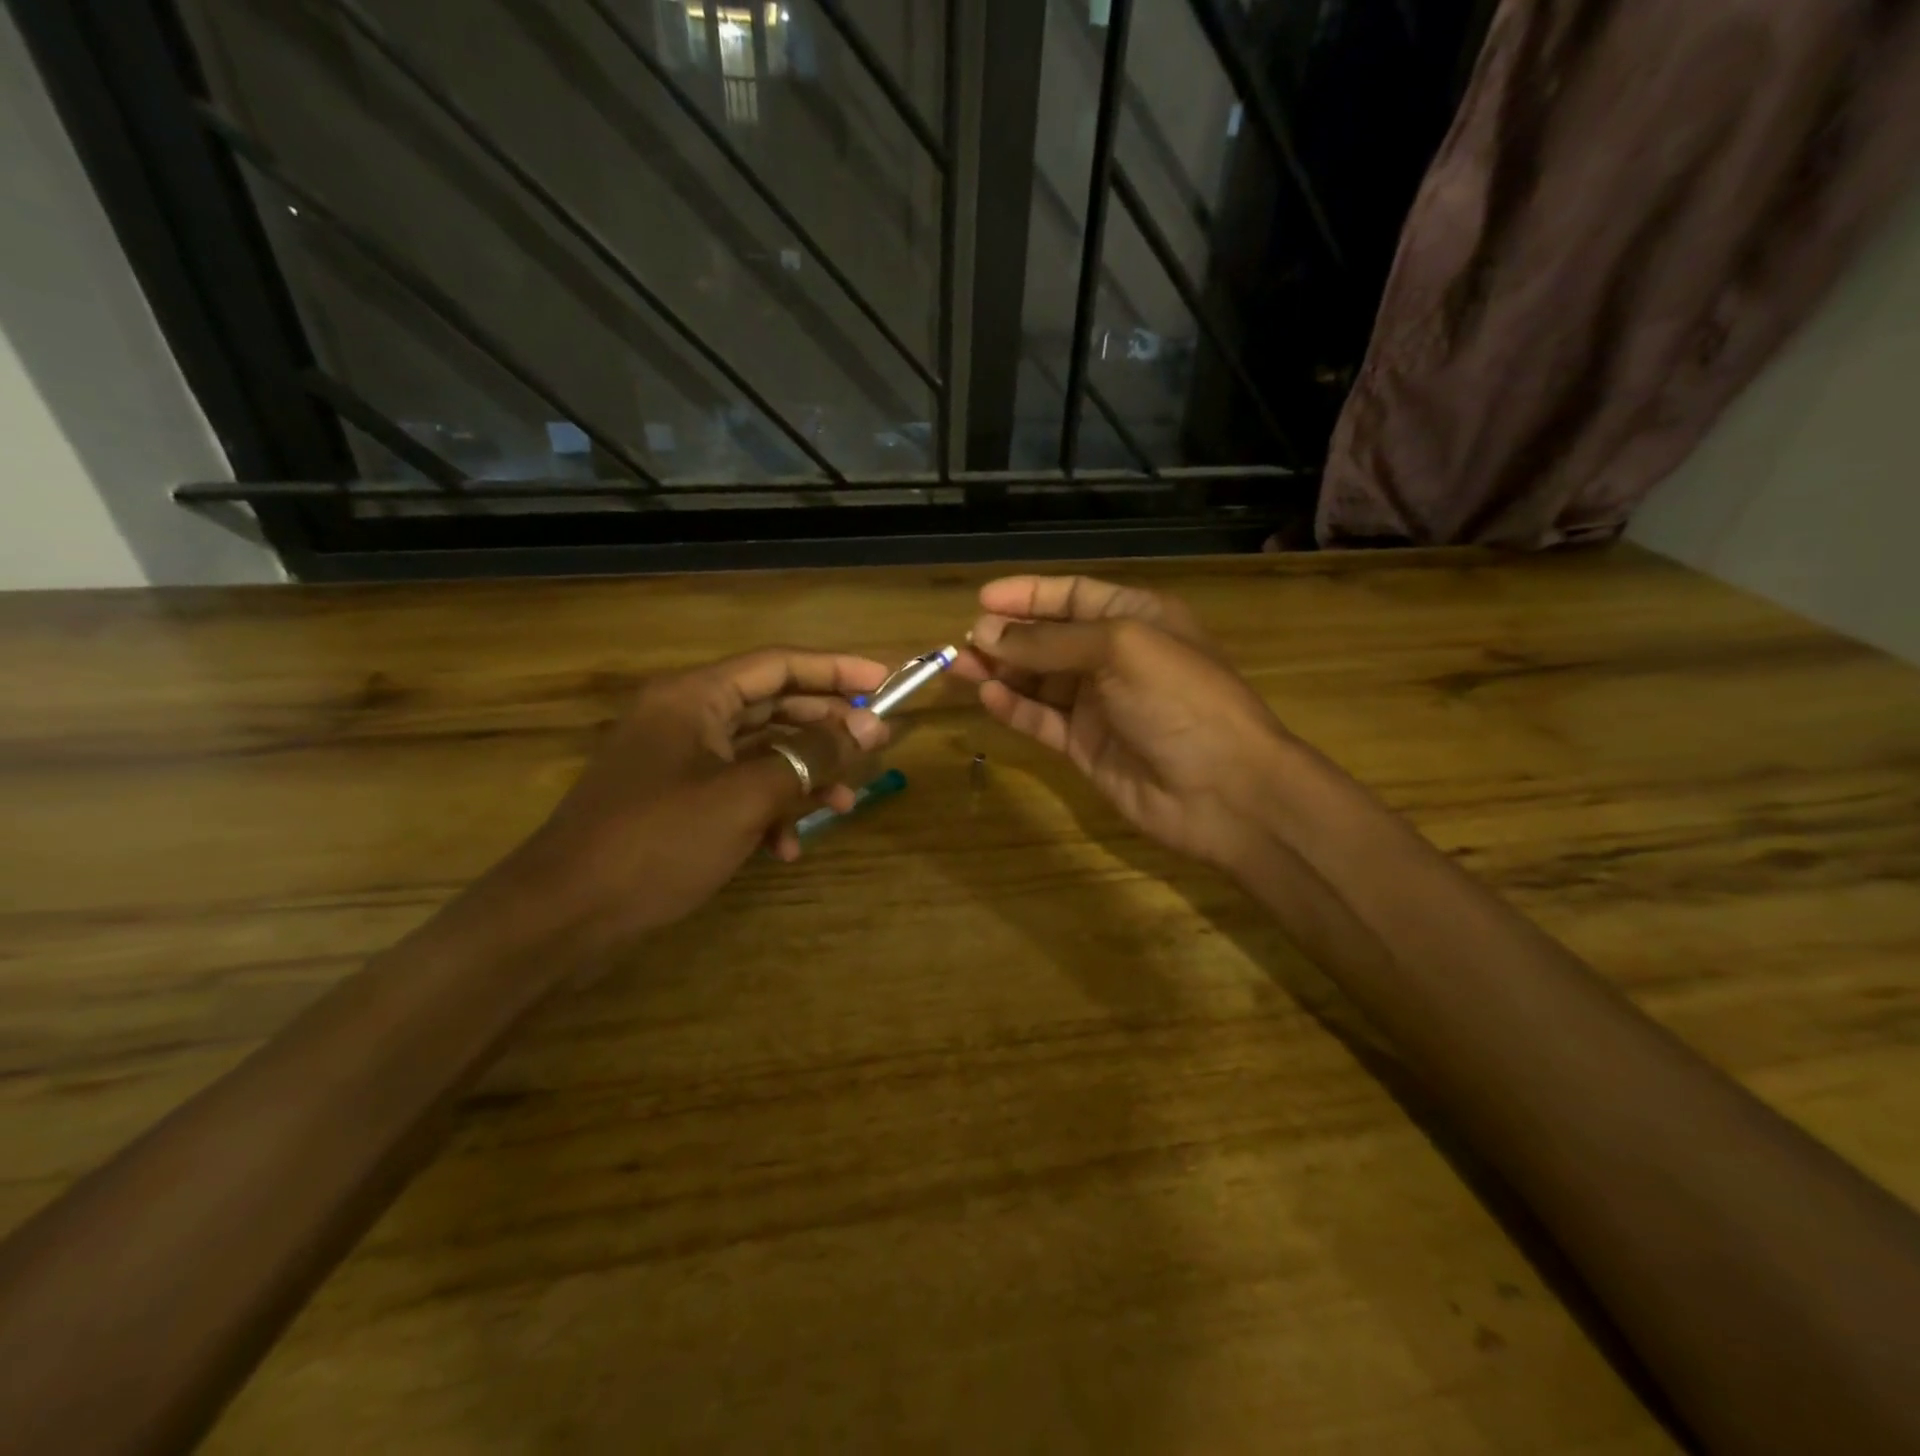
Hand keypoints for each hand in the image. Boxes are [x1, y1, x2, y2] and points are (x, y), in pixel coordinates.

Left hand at [492, 648, 890, 957]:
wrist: (563, 917)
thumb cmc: (657, 842)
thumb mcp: (745, 796)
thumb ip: (811, 756)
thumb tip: (870, 727)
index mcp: (694, 697)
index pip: (778, 664)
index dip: (835, 670)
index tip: (884, 683)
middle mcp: (685, 717)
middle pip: (772, 705)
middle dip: (824, 729)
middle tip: (873, 747)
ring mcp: (677, 761)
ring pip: (759, 752)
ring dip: (802, 776)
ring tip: (842, 806)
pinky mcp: (675, 801)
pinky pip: (736, 789)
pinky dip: (767, 810)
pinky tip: (785, 848)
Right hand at [958, 575, 1293, 874]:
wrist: (1225, 790)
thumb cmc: (1181, 700)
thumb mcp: (1119, 650)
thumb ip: (1049, 643)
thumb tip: (985, 634)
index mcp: (1135, 619)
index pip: (1072, 596)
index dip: (1028, 595)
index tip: (982, 600)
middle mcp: (1115, 657)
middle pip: (1049, 640)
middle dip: (1006, 638)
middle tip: (961, 643)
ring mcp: (1100, 705)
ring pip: (1038, 681)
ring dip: (1000, 673)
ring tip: (957, 668)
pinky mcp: (1086, 747)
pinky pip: (1042, 721)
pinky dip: (1014, 709)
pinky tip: (986, 699)